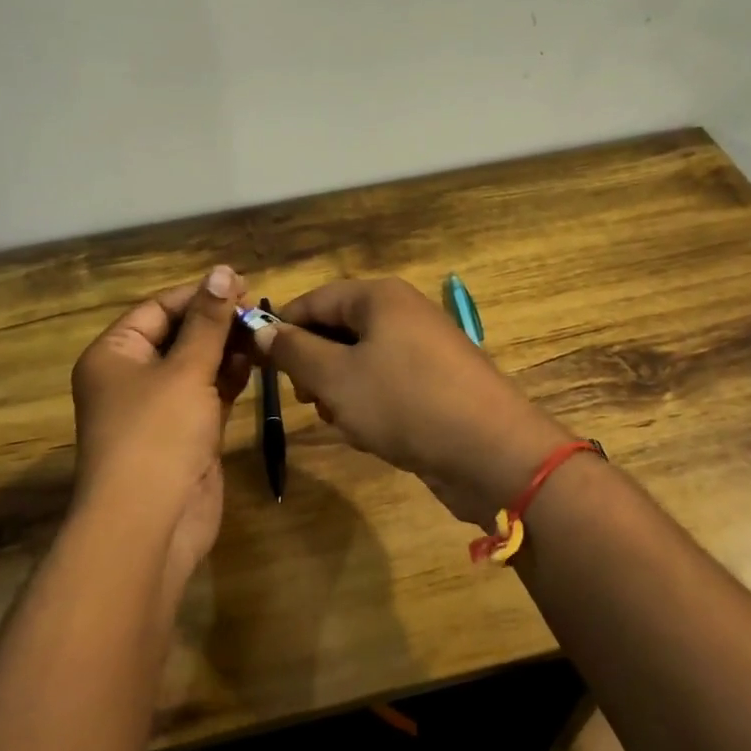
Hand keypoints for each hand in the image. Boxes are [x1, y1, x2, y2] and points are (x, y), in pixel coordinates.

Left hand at [70, 267, 250, 571]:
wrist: (150, 523)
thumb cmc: (158, 435)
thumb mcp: (185, 370)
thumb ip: (209, 322)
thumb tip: (222, 270)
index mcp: (115, 354)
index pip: (158, 308)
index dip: (199, 295)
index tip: (242, 284)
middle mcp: (131, 377)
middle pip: (178, 335)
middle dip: (217, 322)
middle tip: (261, 310)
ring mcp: (158, 408)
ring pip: (195, 366)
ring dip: (227, 349)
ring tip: (265, 332)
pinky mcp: (184, 433)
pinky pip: (207, 394)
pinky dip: (229, 378)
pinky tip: (258, 362)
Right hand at [257, 278, 570, 523]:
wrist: (492, 453)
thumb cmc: (404, 403)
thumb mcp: (336, 377)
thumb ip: (294, 351)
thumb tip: (261, 329)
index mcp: (380, 297)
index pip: (314, 300)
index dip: (282, 330)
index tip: (259, 365)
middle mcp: (403, 314)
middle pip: (338, 330)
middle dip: (315, 367)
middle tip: (309, 400)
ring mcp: (424, 350)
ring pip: (360, 363)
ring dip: (342, 393)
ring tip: (346, 422)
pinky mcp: (437, 384)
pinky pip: (387, 386)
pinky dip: (372, 407)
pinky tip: (374, 435)